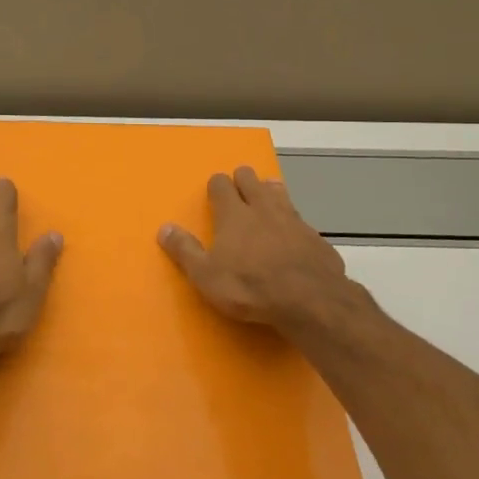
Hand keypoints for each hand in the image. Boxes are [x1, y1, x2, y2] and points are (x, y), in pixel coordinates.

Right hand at [159, 167, 352, 338]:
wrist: (309, 300)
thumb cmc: (249, 286)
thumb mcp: (206, 275)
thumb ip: (185, 250)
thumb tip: (164, 228)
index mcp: (233, 214)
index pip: (221, 184)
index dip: (216, 184)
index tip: (214, 190)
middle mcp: (262, 208)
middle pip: (251, 179)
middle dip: (243, 179)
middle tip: (239, 188)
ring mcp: (292, 219)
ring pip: (279, 192)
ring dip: (270, 191)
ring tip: (266, 197)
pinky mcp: (315, 236)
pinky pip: (300, 220)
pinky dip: (292, 222)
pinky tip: (293, 235)